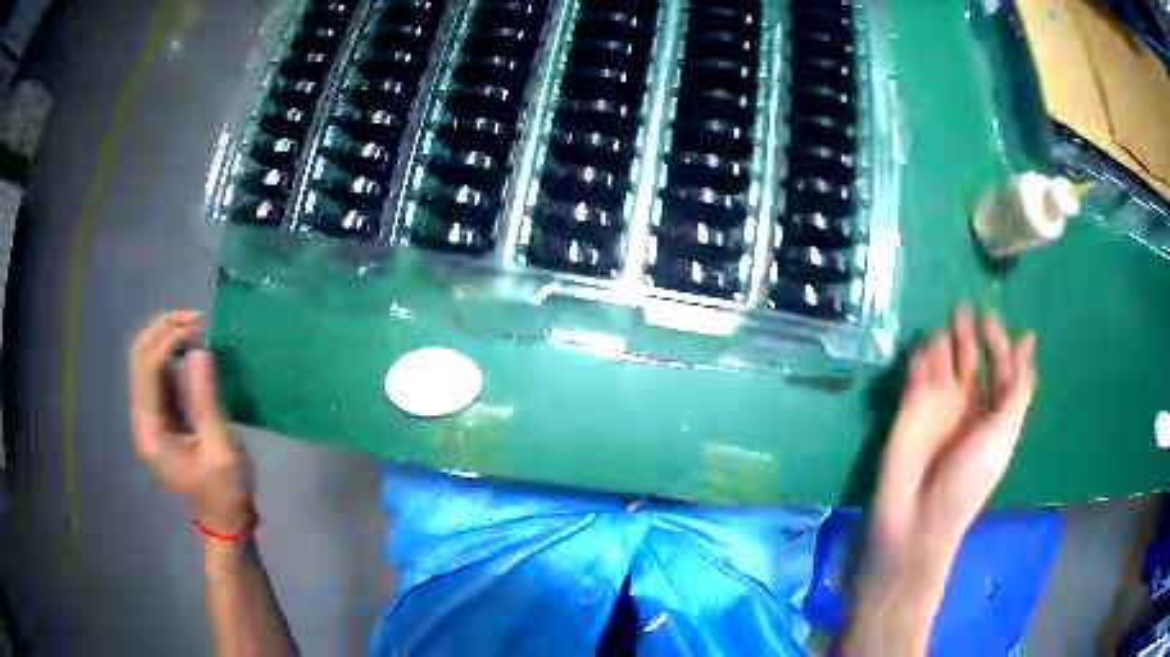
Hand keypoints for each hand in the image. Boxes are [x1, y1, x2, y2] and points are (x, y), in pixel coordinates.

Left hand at [129, 311, 253, 532]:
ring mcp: (149, 416)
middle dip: (163, 329)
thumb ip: (206, 402)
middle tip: (198, 319)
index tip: (201, 329)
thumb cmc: (225, 491)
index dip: (169, 339)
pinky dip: (173, 352)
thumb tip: (200, 351)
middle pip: (139, 357)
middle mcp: (142, 419)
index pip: (147, 368)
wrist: (225, 519)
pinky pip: (158, 372)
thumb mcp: (221, 450)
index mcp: (151, 431)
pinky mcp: (161, 414)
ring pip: (145, 360)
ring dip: (167, 336)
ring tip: (197, 327)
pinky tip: (192, 347)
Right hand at [844, 309, 1035, 654]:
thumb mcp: (1004, 432)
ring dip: (945, 343)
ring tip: (947, 328)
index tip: (991, 318)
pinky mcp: (909, 408)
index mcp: (993, 414)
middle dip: (969, 335)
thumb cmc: (968, 480)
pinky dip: (921, 359)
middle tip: (963, 310)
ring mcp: (937, 406)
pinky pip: (917, 374)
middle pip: (970, 360)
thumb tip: (1028, 340)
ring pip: (943, 362)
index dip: (999, 344)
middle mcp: (967, 406)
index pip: (1000, 370)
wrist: (917, 518)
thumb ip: (1016, 387)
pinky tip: (925, 352)